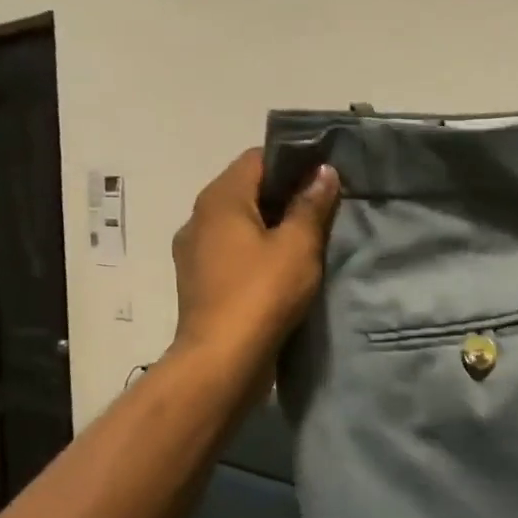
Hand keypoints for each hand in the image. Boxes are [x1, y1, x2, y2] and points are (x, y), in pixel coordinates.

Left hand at [170, 150, 339, 357]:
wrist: (222, 359)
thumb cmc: (262, 293)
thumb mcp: (298, 245)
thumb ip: (311, 205)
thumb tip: (323, 172)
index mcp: (220, 199)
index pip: (256, 158)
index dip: (292, 161)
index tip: (324, 176)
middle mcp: (199, 217)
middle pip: (246, 190)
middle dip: (284, 195)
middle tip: (323, 209)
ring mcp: (194, 252)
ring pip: (239, 224)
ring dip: (270, 227)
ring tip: (307, 241)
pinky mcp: (199, 282)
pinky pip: (232, 252)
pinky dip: (256, 252)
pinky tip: (282, 271)